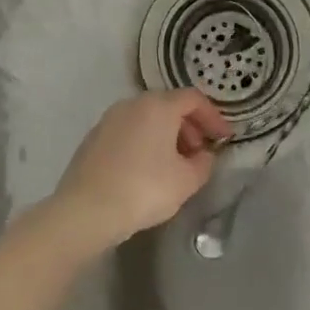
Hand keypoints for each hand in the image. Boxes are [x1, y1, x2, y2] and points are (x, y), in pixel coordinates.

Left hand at [44, 90, 231, 251]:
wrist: (85, 211)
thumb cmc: (144, 189)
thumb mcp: (187, 180)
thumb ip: (203, 163)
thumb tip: (202, 155)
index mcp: (158, 106)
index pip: (194, 99)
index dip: (213, 117)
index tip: (224, 138)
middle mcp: (132, 104)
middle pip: (169, 105)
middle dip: (189, 126)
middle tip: (200, 152)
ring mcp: (109, 119)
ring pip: (147, 119)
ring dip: (167, 136)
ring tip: (175, 165)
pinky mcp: (93, 138)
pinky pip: (129, 132)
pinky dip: (145, 143)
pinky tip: (147, 170)